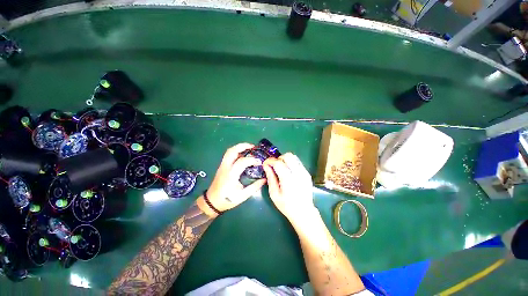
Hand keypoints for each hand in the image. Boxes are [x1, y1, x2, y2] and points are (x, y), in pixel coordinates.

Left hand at [205, 143, 266, 212]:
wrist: (212, 202)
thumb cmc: (227, 200)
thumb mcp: (243, 196)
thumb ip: (254, 187)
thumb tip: (264, 179)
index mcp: (231, 175)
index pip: (241, 162)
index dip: (252, 160)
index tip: (260, 162)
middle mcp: (225, 167)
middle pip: (232, 151)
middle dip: (243, 146)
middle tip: (253, 146)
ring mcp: (222, 166)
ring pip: (229, 151)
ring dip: (239, 147)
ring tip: (249, 148)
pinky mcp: (222, 166)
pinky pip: (228, 155)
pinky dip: (236, 151)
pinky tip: (243, 154)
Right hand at [263, 153, 317, 223]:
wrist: (304, 212)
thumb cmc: (286, 205)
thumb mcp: (274, 194)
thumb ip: (270, 178)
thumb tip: (266, 166)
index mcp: (288, 179)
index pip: (278, 163)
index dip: (270, 161)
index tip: (265, 163)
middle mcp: (297, 173)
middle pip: (287, 156)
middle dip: (278, 158)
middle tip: (274, 166)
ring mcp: (304, 172)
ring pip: (293, 157)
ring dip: (285, 160)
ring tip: (281, 168)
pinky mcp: (307, 173)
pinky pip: (297, 162)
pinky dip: (291, 163)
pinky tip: (288, 172)